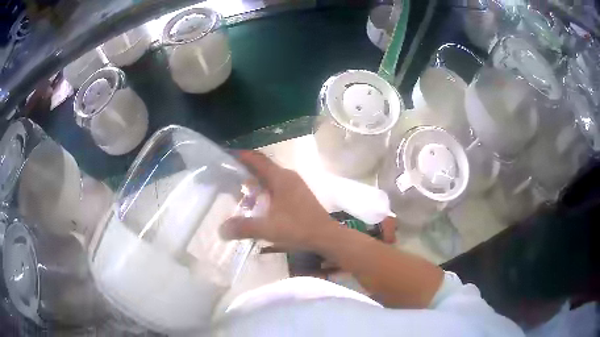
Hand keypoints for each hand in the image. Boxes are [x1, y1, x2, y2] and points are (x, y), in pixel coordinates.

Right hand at [220, 150, 338, 250]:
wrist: (326, 236)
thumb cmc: (298, 228)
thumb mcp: (268, 228)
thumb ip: (243, 227)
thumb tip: (221, 230)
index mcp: (280, 178)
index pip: (257, 159)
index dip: (241, 156)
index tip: (226, 155)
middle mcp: (288, 176)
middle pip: (262, 167)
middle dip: (245, 171)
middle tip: (227, 178)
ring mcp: (295, 185)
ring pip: (270, 178)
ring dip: (255, 182)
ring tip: (239, 192)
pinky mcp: (299, 195)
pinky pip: (277, 186)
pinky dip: (265, 191)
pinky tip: (258, 204)